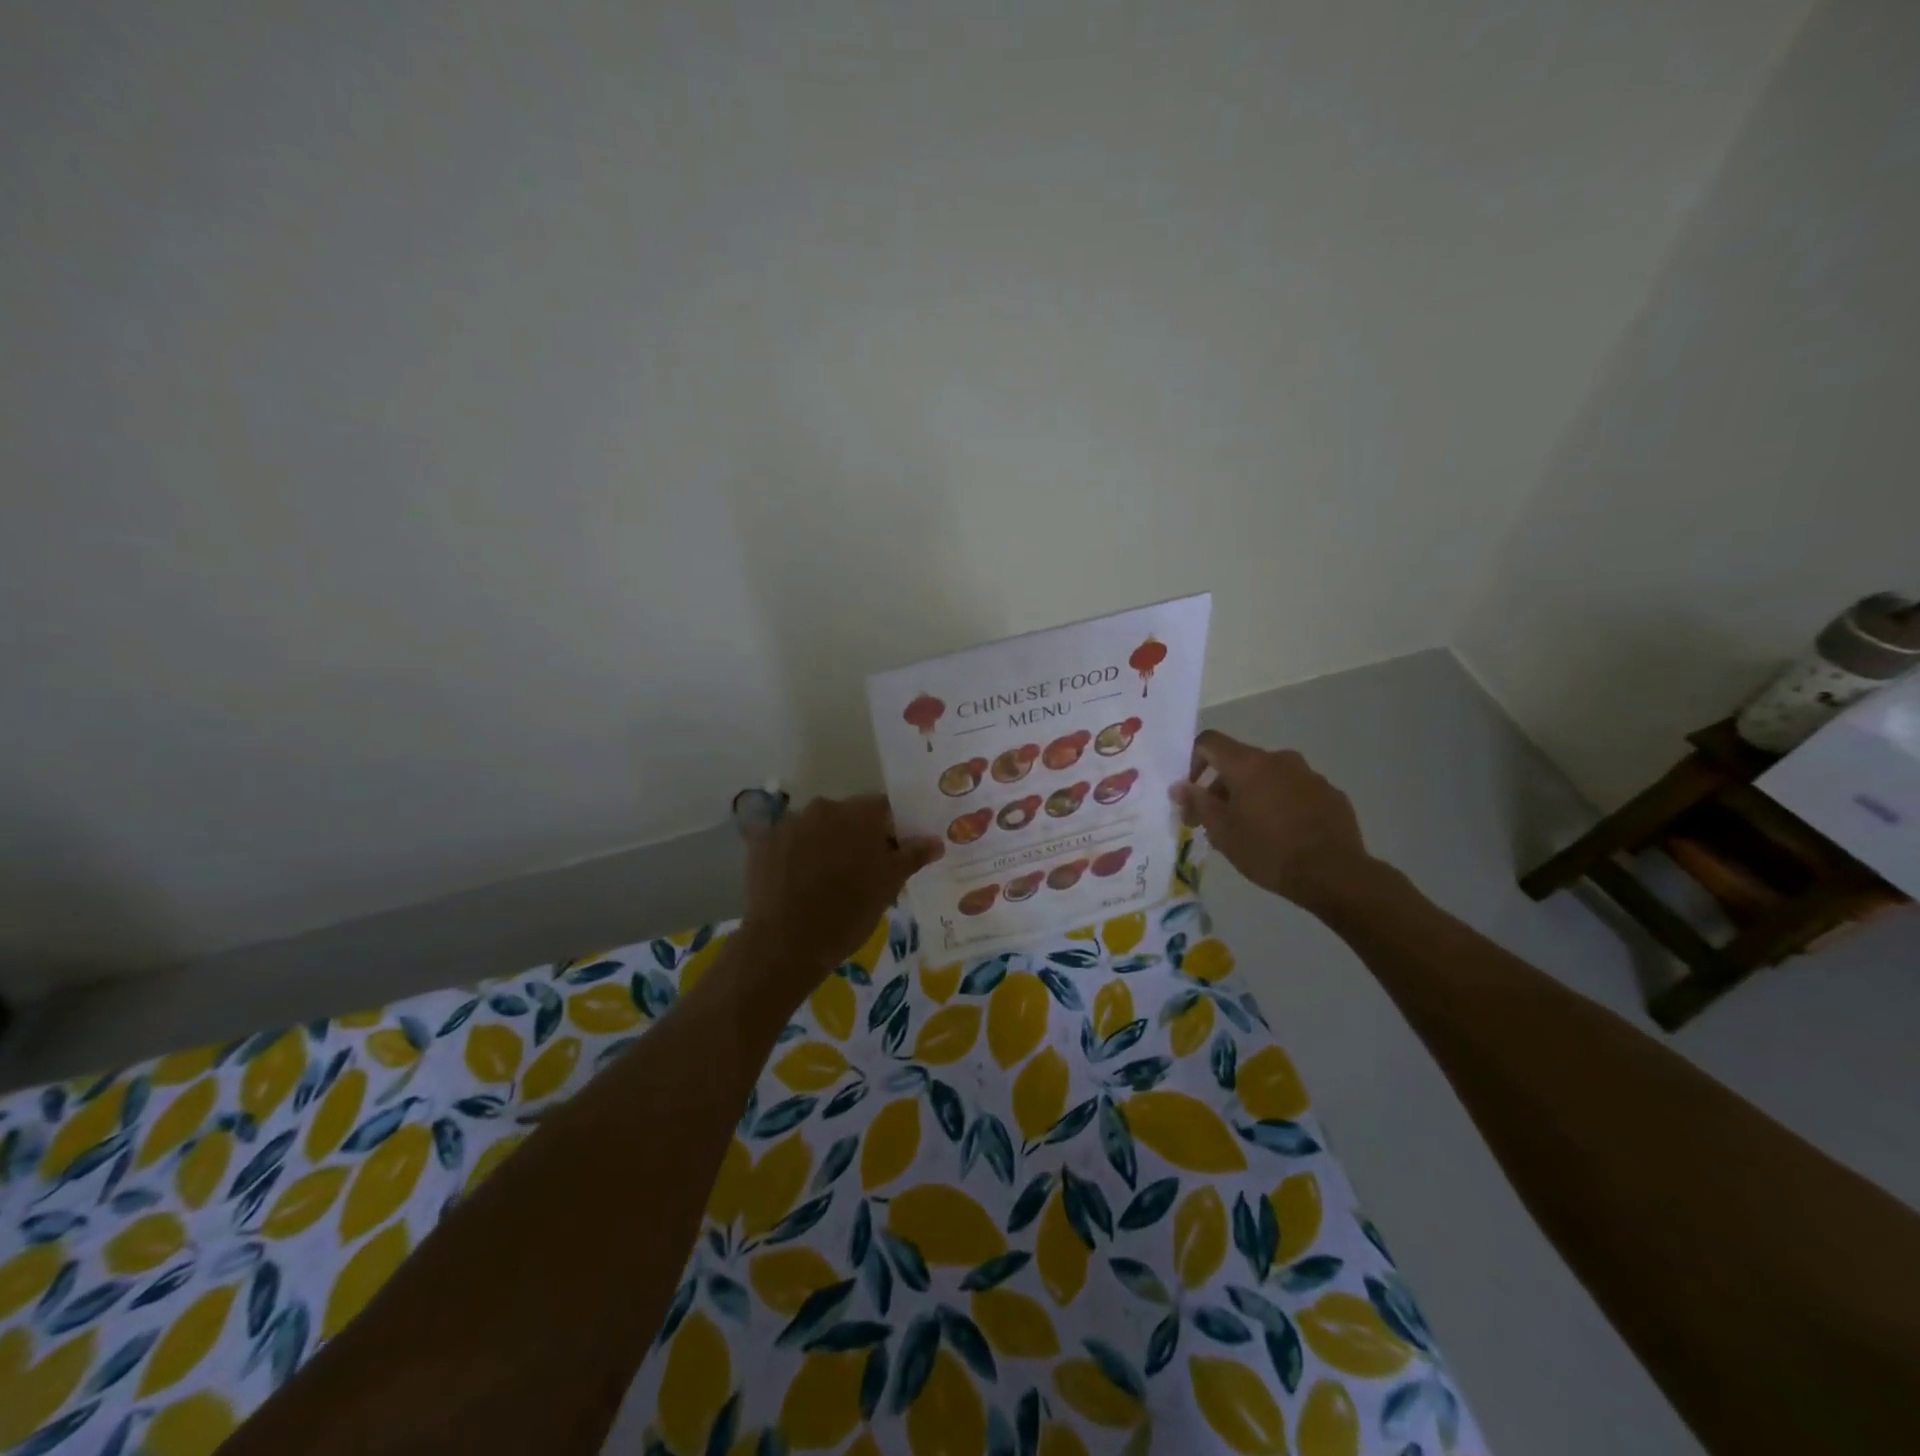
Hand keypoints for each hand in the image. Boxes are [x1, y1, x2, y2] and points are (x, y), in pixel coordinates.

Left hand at [740, 795, 942, 991]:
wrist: (785, 943)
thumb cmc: (848, 913)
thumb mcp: (888, 886)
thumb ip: (913, 856)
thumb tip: (935, 840)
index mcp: (859, 814)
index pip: (884, 809)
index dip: (892, 830)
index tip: (893, 854)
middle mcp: (823, 807)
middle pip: (849, 816)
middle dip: (857, 837)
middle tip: (862, 872)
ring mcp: (789, 823)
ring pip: (817, 827)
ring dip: (826, 844)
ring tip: (826, 880)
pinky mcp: (763, 842)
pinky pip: (788, 841)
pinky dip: (796, 855)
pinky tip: (798, 883)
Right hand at [1170, 731, 1373, 911]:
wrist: (1333, 873)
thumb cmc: (1267, 850)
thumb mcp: (1222, 831)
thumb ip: (1198, 803)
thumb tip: (1178, 786)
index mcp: (1248, 764)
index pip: (1210, 742)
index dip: (1193, 760)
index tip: (1192, 792)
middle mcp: (1278, 759)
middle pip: (1239, 763)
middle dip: (1221, 789)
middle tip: (1214, 824)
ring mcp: (1308, 775)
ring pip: (1268, 777)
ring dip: (1252, 796)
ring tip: (1250, 832)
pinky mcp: (1330, 793)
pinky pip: (1295, 791)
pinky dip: (1281, 805)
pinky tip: (1283, 835)